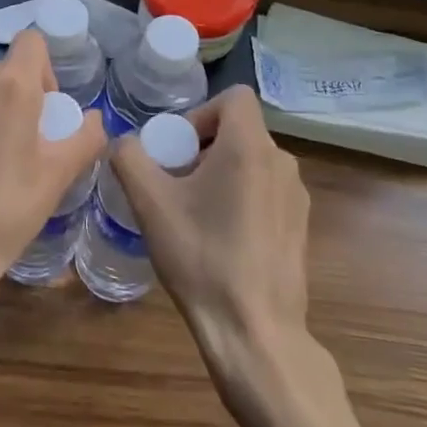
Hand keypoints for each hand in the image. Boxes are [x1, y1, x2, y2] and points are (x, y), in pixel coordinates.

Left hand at [0, 29, 104, 322]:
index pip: (32, 41)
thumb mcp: (60, 175)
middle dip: (22, 95)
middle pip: (6, 69)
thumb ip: (86, 136)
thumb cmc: (7, 207)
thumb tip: (94, 119)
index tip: (49, 107)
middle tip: (30, 141)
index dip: (46, 68)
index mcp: (10, 84)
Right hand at [110, 87, 316, 385]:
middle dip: (204, 147)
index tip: (178, 148)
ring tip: (195, 214)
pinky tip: (222, 240)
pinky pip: (267, 191)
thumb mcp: (150, 204)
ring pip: (253, 162)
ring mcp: (297, 196)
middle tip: (176, 183)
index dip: (201, 112)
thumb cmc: (201, 256)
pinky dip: (242, 198)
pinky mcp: (301, 226)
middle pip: (240, 131)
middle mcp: (282, 162)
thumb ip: (129, 158)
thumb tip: (125, 143)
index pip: (234, 96)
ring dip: (221, 174)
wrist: (254, 330)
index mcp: (250, 147)